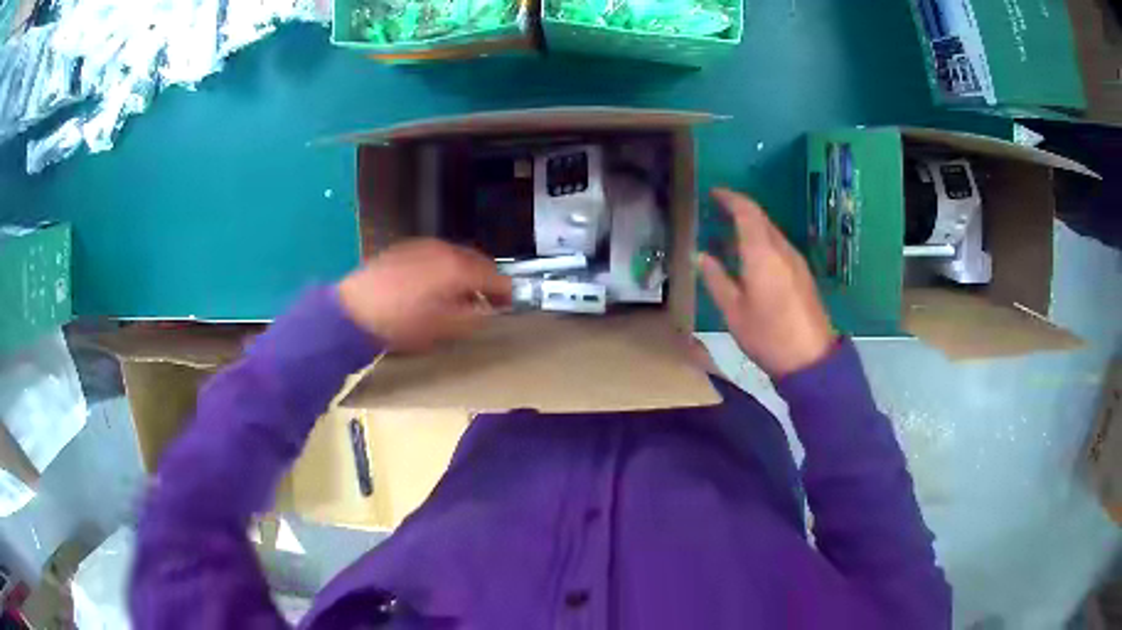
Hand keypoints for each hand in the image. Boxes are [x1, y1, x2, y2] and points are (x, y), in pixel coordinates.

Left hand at [337, 239, 511, 351]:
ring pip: (456, 256)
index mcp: (459, 268)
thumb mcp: (443, 330)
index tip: (508, 305)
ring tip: (460, 295)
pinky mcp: (405, 248)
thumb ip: (473, 319)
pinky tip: (434, 286)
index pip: (495, 276)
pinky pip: (436, 255)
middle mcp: (445, 249)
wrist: (354, 309)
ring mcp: (423, 246)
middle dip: (486, 280)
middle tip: (487, 301)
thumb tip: (487, 312)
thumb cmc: (402, 323)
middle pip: (477, 261)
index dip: (506, 292)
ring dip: (465, 273)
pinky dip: (444, 268)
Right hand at [698, 189, 835, 378]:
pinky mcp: (803, 274)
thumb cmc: (768, 335)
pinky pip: (779, 246)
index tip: (713, 193)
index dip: (729, 198)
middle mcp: (782, 249)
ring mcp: (796, 261)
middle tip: (716, 211)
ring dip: (751, 226)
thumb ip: (716, 279)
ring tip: (729, 234)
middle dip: (739, 209)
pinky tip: (751, 257)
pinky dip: (762, 241)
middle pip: (761, 218)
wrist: (810, 358)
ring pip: (771, 231)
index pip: (747, 212)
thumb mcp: (733, 311)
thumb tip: (701, 256)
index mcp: (762, 253)